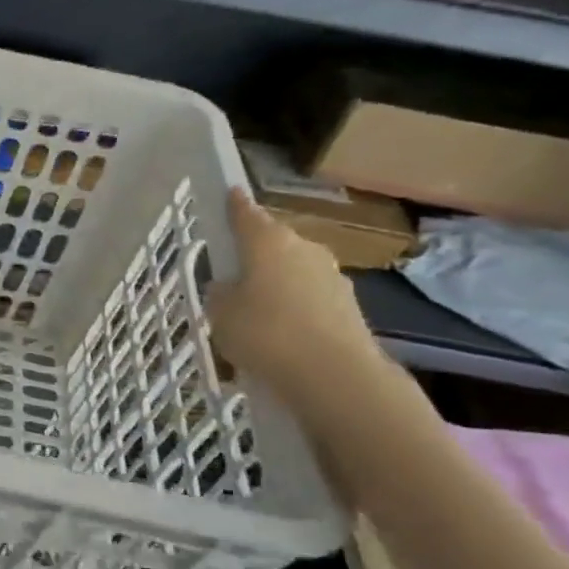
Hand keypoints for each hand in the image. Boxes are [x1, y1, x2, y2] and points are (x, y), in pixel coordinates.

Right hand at [206, 188, 385, 409]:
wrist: (334, 375)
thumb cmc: (265, 333)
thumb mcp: (219, 314)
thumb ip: (220, 294)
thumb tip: (228, 287)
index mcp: (268, 241)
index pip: (246, 213)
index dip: (234, 205)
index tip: (229, 193)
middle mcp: (304, 249)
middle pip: (273, 244)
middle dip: (254, 256)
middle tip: (232, 277)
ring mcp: (332, 277)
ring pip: (293, 273)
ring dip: (276, 287)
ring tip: (254, 317)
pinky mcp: (348, 308)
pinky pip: (310, 302)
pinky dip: (294, 312)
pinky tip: (279, 338)